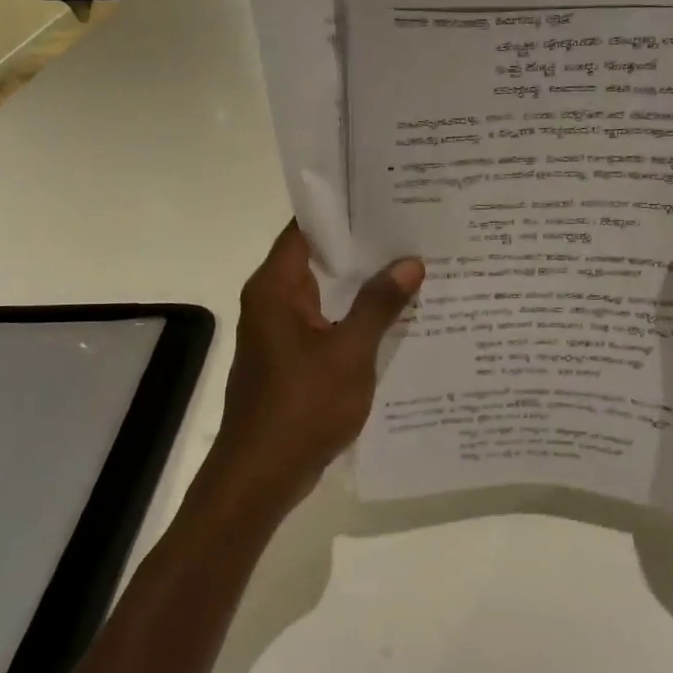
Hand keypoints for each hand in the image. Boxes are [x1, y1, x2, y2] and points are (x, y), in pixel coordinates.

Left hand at [199, 223, 422, 525]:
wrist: (261, 476)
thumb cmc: (302, 408)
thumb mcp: (350, 353)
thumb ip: (379, 305)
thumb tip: (410, 262)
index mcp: (275, 288)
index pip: (306, 228)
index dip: (343, 211)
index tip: (384, 196)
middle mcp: (273, 301)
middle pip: (317, 258)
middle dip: (361, 246)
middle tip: (411, 228)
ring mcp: (281, 331)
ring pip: (324, 293)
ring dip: (360, 283)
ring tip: (411, 264)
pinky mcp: (291, 358)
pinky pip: (326, 323)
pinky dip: (354, 315)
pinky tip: (393, 315)